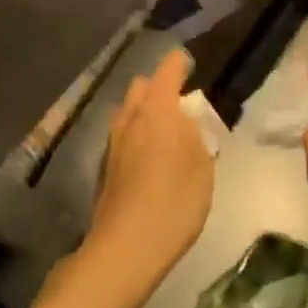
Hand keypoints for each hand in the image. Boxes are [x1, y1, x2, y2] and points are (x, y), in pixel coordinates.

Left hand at [68, 50, 214, 307]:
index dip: (179, 63)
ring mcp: (113, 142)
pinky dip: (136, 134)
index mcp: (157, 111)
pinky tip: (149, 156)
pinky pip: (122, 136)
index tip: (188, 61)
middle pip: (140, 87)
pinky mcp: (105, 166)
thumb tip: (184, 121)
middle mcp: (129, 118)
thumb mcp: (202, 167)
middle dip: (158, 87)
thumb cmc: (174, 202)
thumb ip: (195, 136)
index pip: (167, 72)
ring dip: (144, 112)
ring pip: (127, 112)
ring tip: (165, 131)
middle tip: (180, 104)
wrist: (126, 246)